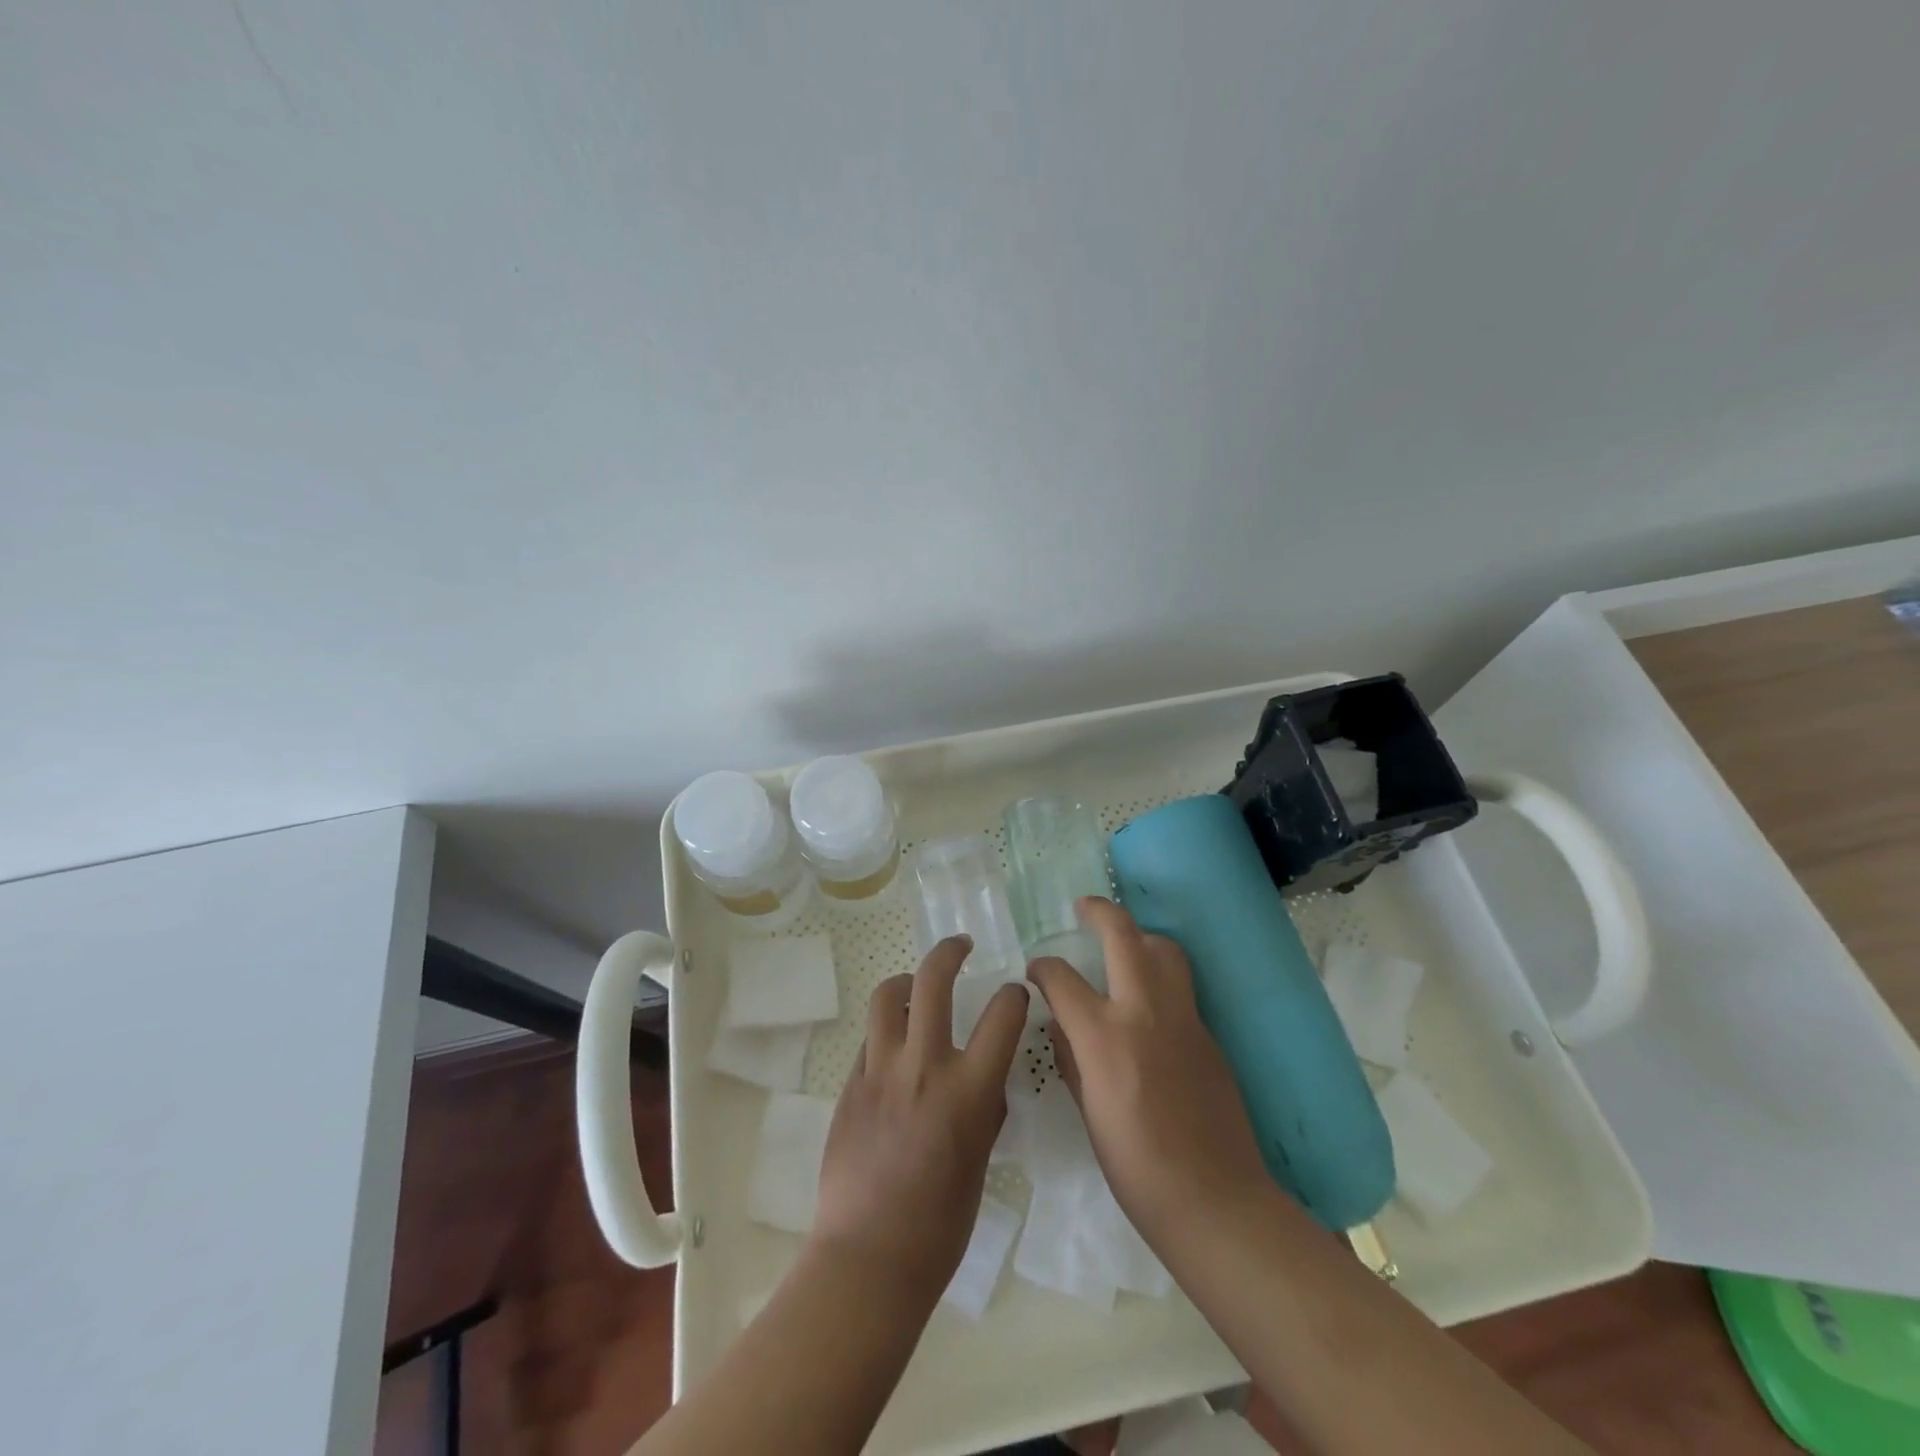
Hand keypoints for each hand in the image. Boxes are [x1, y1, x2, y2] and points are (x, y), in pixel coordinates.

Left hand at [810, 936, 1030, 1296]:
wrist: (870, 1256)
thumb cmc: (941, 1223)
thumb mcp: (981, 1158)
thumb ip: (985, 1105)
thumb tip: (985, 1075)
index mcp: (968, 1090)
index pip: (1002, 1014)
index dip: (1014, 995)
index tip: (1014, 994)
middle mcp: (923, 1066)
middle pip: (932, 980)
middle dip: (950, 951)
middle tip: (961, 945)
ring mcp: (879, 1071)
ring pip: (886, 996)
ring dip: (906, 982)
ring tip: (915, 987)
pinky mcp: (850, 1084)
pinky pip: (869, 1038)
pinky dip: (886, 1030)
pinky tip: (893, 1047)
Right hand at [1027, 898, 1270, 1243]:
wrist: (1214, 1199)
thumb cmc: (1136, 1168)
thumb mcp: (1088, 1113)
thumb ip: (1071, 1058)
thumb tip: (1061, 1026)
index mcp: (1104, 1035)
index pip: (1062, 977)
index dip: (1043, 968)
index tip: (1036, 971)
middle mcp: (1143, 1011)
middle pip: (1123, 935)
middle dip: (1099, 911)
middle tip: (1083, 907)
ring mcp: (1182, 1018)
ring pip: (1164, 949)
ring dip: (1139, 937)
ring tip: (1123, 947)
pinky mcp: (1207, 1033)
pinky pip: (1180, 987)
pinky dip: (1159, 977)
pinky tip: (1147, 1005)